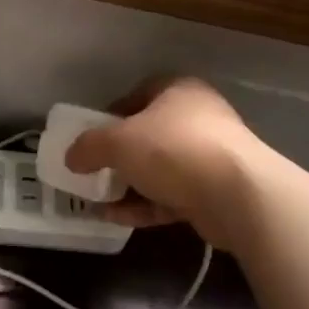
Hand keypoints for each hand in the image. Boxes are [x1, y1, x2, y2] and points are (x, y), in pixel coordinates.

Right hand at [63, 78, 269, 249]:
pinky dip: (144, 205)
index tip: (91, 137)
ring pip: (160, 169)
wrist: (238, 195)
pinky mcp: (215, 192)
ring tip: (98, 199)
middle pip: (149, 134)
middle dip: (119, 155)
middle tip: (94, 170)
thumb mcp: (118, 141)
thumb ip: (89, 146)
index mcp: (178, 91)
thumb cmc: (173, 149)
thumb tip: (71, 157)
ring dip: (129, 184)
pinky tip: (116, 218)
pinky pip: (171, 196)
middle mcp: (198, 117)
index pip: (138, 95)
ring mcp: (210, 156)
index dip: (110, 114)